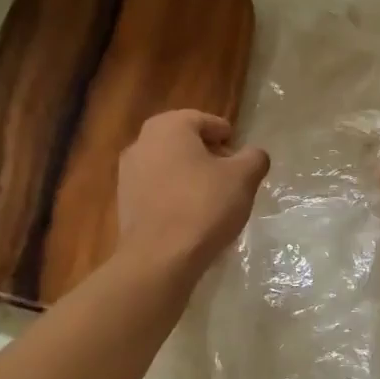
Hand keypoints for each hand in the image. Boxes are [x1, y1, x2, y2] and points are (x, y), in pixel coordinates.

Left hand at [117, 110, 269, 277]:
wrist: (160, 257)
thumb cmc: (203, 206)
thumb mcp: (243, 178)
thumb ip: (254, 158)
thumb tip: (254, 155)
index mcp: (169, 127)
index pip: (204, 121)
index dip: (226, 135)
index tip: (240, 155)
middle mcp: (141, 142)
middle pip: (183, 141)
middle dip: (208, 155)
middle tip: (231, 175)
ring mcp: (128, 173)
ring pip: (168, 166)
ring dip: (190, 175)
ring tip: (213, 198)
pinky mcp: (124, 202)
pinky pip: (156, 189)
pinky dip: (174, 195)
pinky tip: (191, 216)